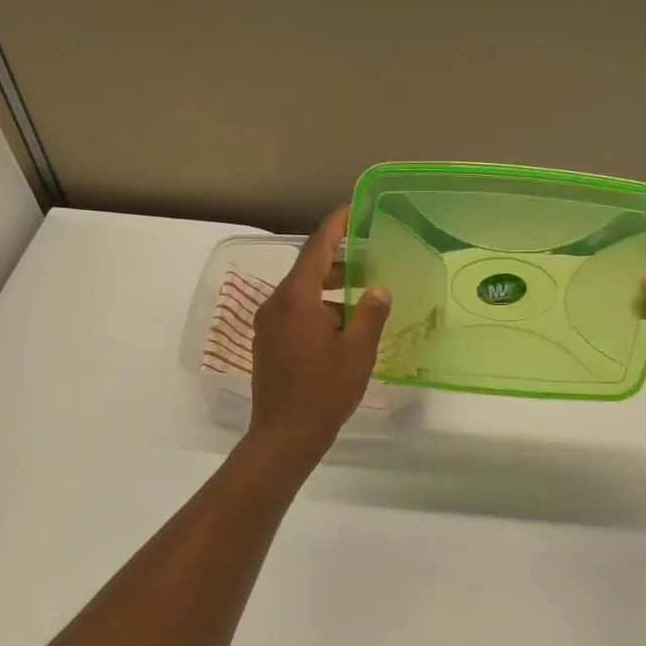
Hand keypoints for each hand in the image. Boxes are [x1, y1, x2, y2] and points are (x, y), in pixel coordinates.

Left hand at [247, 206, 390, 458]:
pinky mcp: (267, 344)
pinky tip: (341, 326)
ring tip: (362, 297)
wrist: (284, 435)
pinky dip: (318, 309)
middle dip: (338, 262)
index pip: (316, 248)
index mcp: (296, 298)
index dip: (335, 226)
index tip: (352, 210)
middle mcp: (276, 304)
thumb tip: (379, 289)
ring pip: (301, 294)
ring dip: (330, 290)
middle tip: (369, 258)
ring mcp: (268, 325)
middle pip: (308, 270)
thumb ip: (371, 313)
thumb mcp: (357, 350)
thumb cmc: (324, 390)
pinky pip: (294, 313)